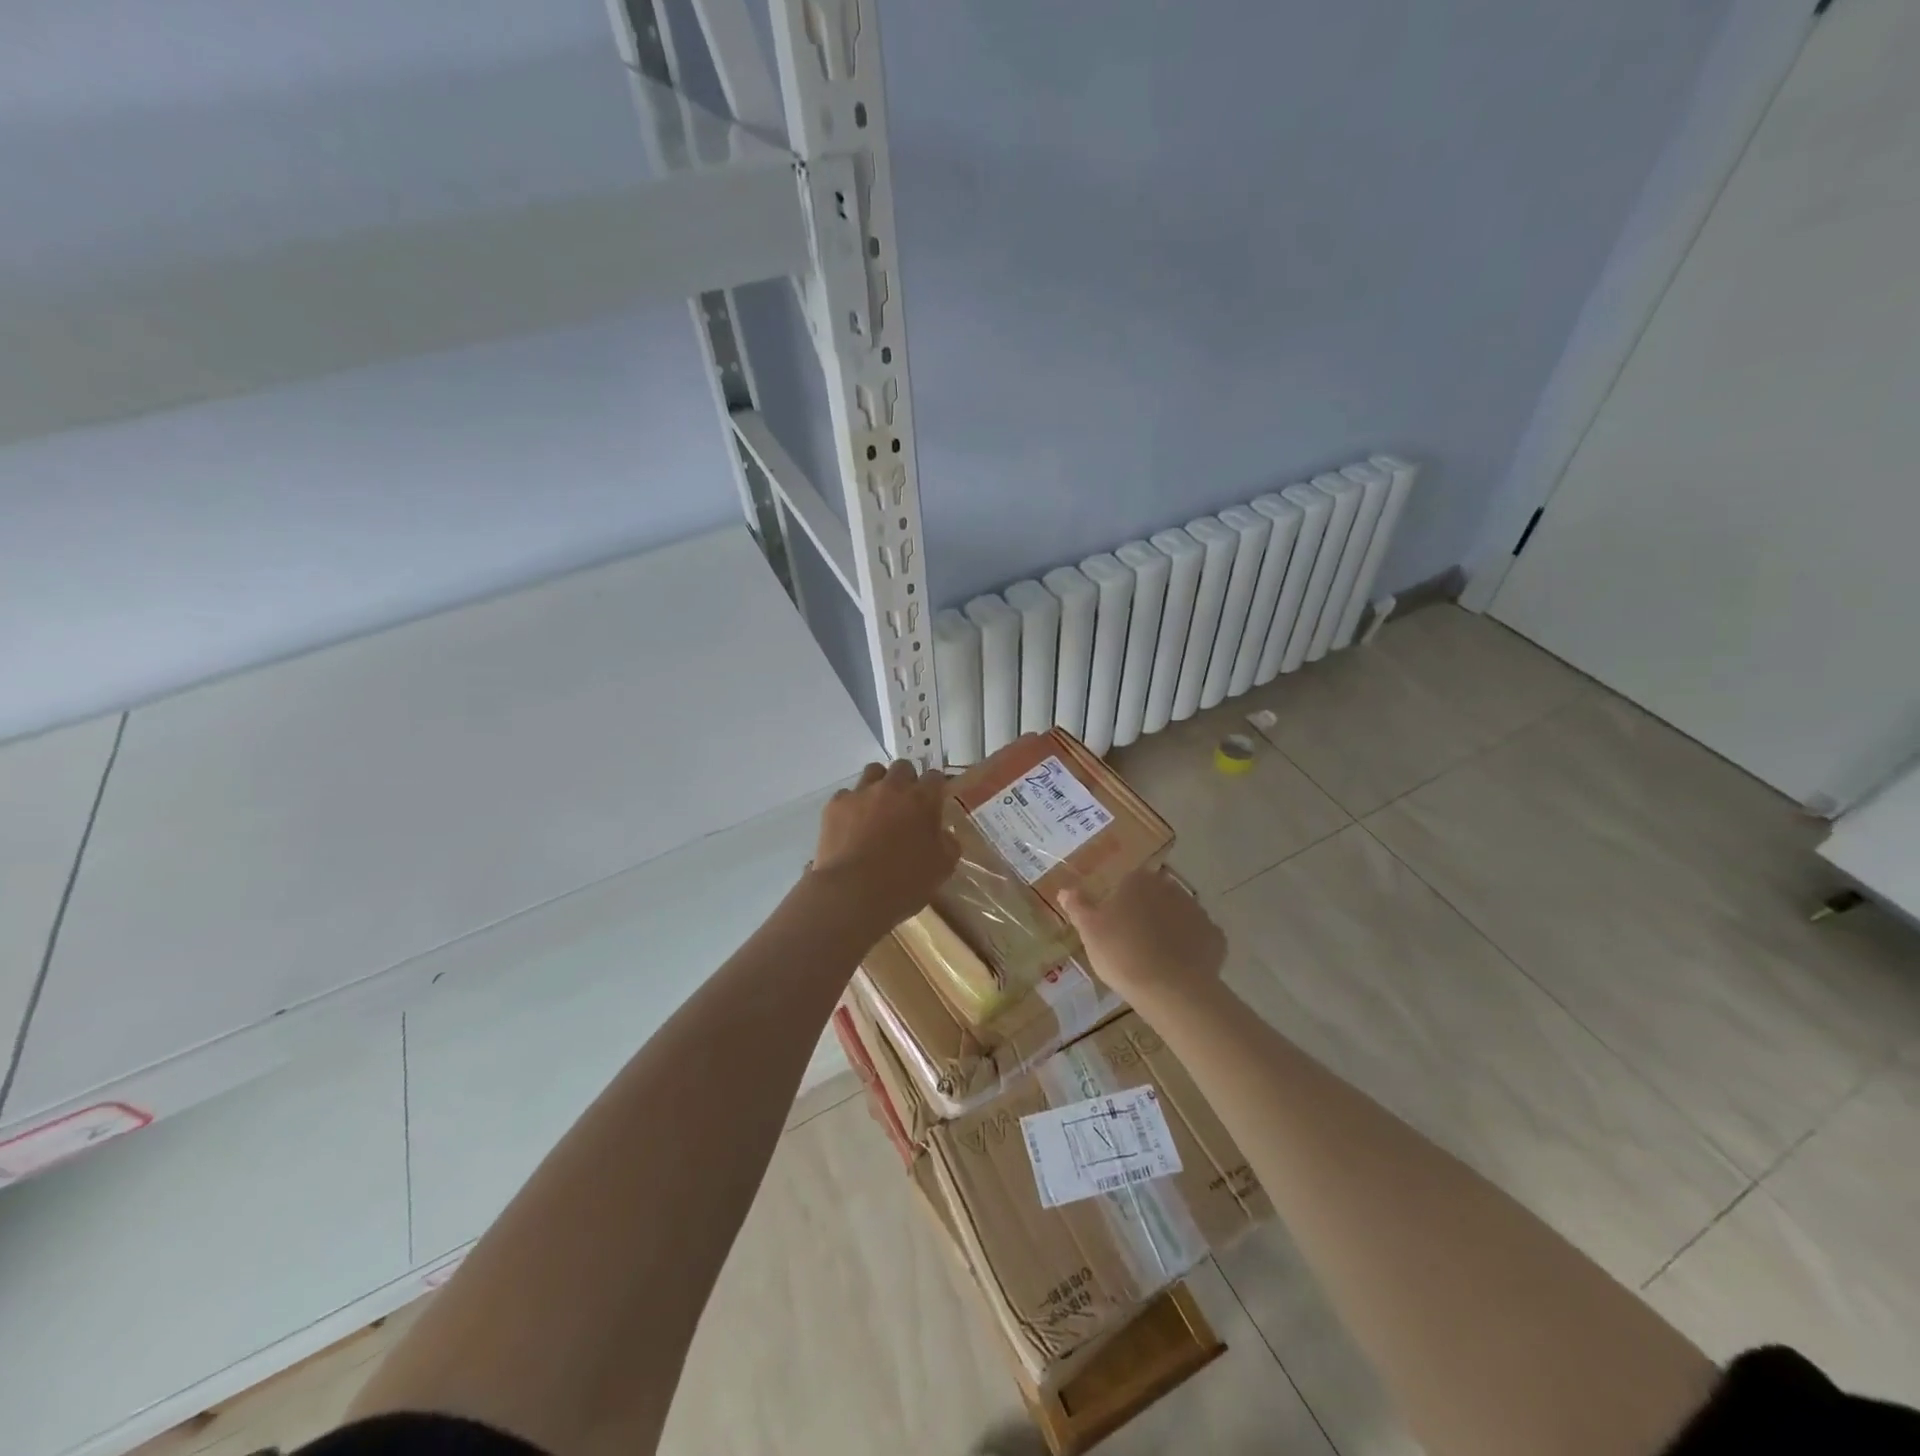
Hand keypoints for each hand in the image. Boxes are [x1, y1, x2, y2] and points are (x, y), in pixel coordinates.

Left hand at [812, 760, 961, 941]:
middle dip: (906, 781)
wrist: (853, 892)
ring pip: (873, 772)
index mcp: (923, 799)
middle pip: (902, 768)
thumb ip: (948, 843)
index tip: (934, 803)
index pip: (935, 777)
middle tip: (905, 805)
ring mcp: (861, 793)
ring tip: (877, 808)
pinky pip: (846, 795)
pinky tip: (851, 825)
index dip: (935, 788)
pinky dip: (851, 805)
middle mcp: (892, 787)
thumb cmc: (904, 882)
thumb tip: (943, 834)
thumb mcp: (942, 867)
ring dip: (878, 784)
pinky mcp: (835, 805)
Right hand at [1059, 866, 1225, 1002]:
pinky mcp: (1215, 936)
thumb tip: (1065, 889)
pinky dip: (1190, 947)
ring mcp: (1197, 911)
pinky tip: (1179, 966)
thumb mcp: (1089, 931)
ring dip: (1169, 928)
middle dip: (1147, 912)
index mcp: (1138, 881)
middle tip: (1133, 940)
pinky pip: (1198, 937)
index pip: (1128, 882)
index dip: (1121, 902)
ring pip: (1178, 915)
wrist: (1171, 989)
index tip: (1114, 923)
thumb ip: (1078, 906)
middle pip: (1155, 896)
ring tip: (1155, 957)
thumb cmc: (1122, 954)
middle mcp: (1170, 887)